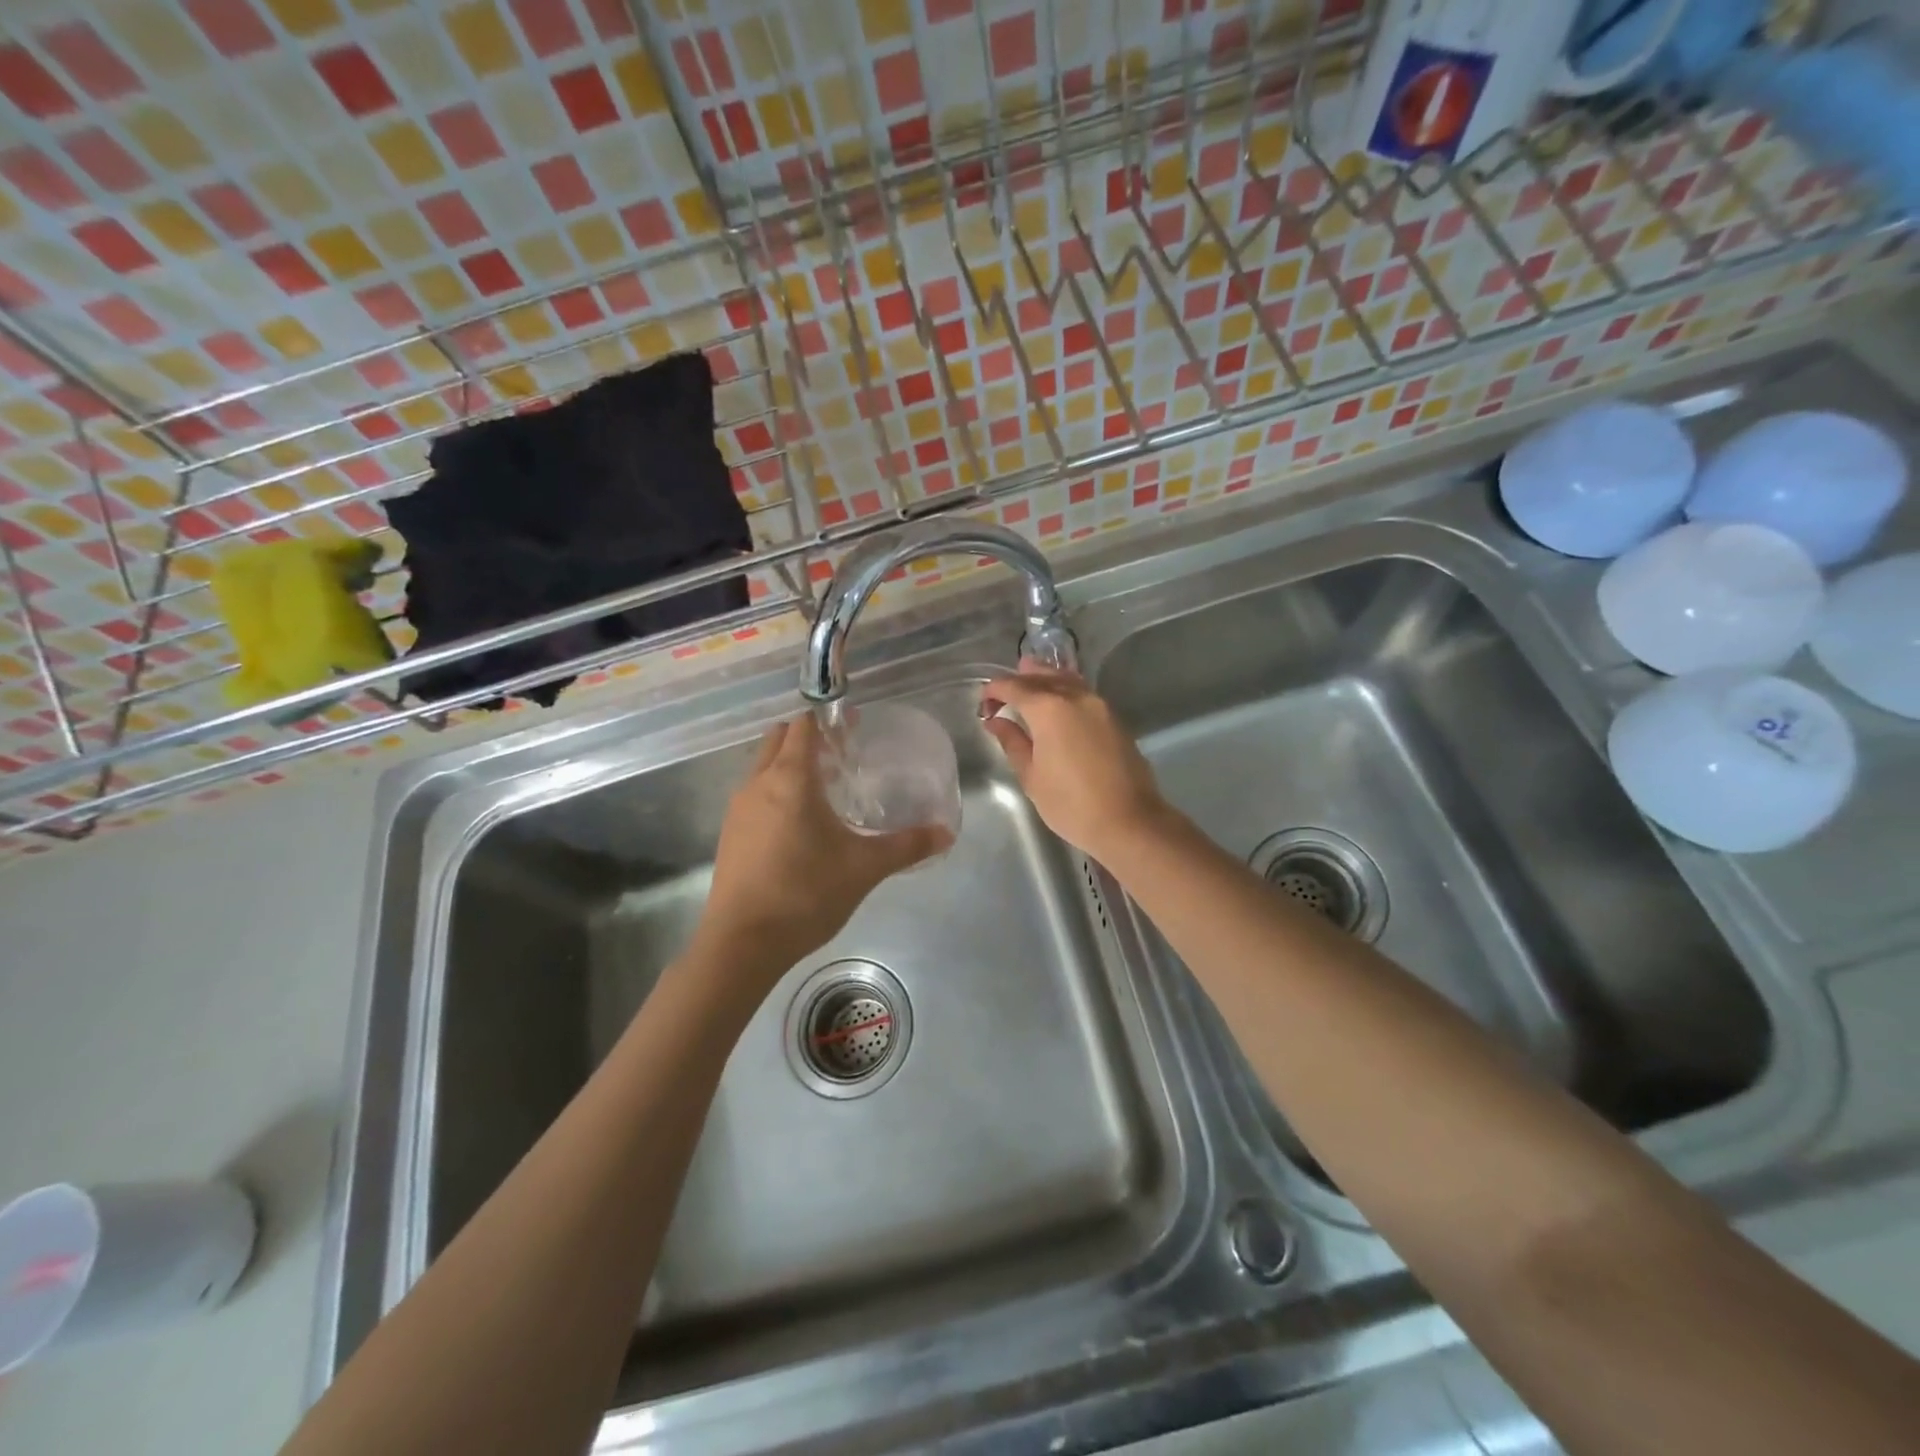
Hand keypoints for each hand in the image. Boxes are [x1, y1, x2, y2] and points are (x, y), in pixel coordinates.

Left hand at [698, 713, 951, 980]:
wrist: (742, 943)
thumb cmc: (805, 893)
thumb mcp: (864, 868)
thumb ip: (906, 846)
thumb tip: (946, 833)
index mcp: (790, 779)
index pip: (803, 727)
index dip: (828, 720)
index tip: (853, 727)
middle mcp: (758, 784)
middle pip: (779, 740)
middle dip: (808, 738)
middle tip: (842, 755)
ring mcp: (738, 809)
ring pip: (763, 767)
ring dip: (790, 765)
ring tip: (825, 789)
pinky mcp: (730, 834)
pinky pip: (755, 795)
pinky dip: (776, 791)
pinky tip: (800, 825)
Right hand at [980, 664, 1171, 860]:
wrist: (1128, 821)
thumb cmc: (1071, 804)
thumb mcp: (1032, 776)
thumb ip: (1012, 742)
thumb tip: (996, 721)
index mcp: (1049, 708)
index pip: (1014, 686)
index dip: (994, 690)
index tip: (983, 703)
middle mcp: (1075, 696)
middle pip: (1042, 676)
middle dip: (1019, 680)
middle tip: (1002, 695)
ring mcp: (1099, 705)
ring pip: (1066, 679)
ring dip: (1044, 679)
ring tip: (1027, 687)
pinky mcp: (1114, 718)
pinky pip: (1083, 693)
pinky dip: (1064, 690)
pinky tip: (1056, 704)